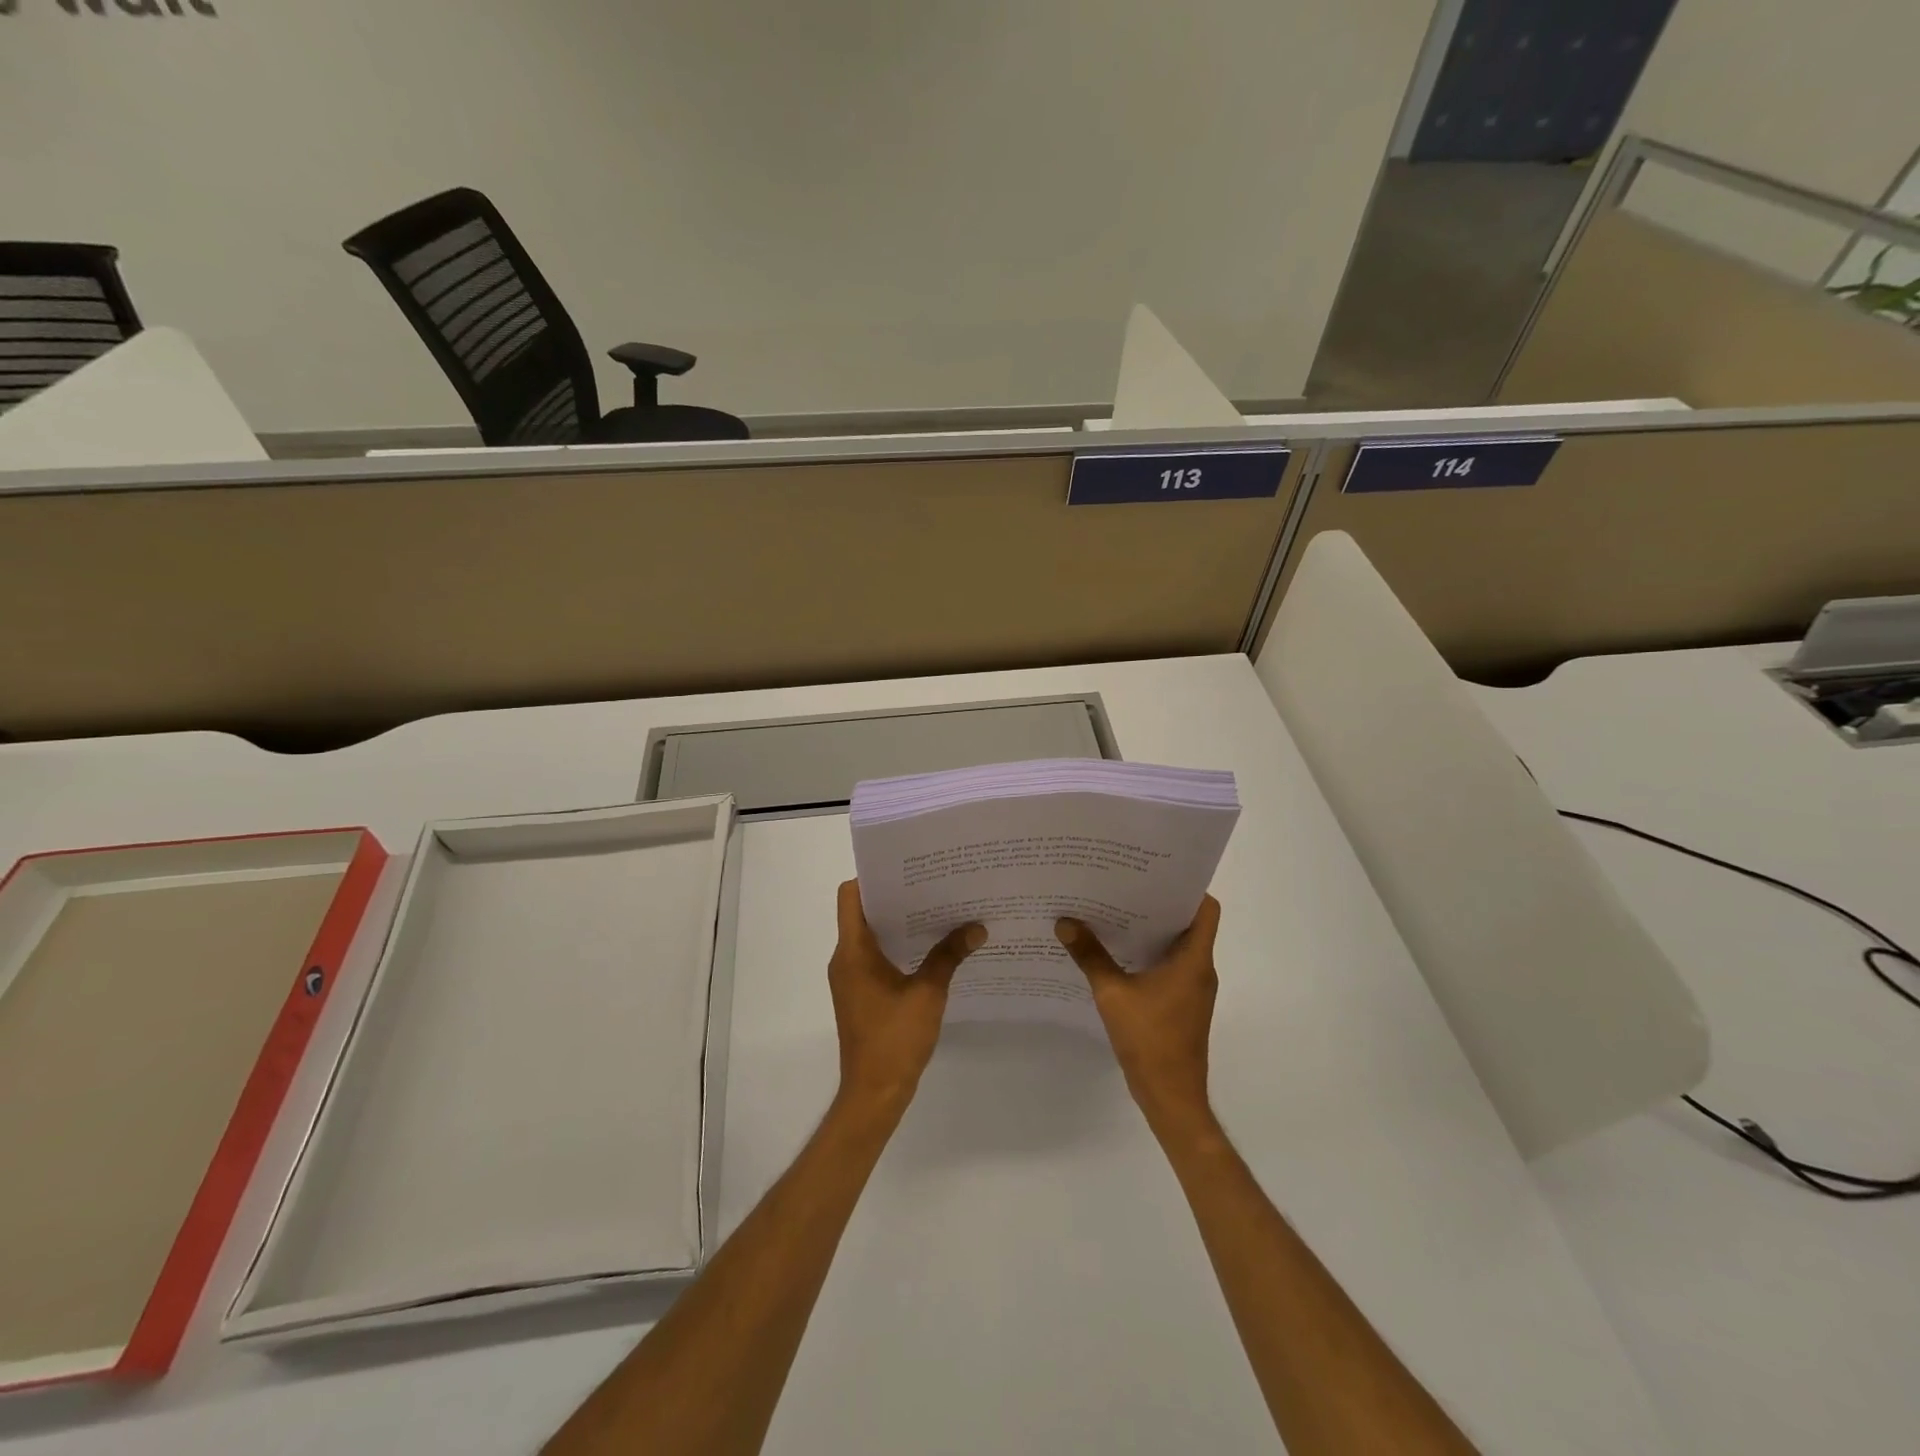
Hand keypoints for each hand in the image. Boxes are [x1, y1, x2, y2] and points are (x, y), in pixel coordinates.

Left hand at [829, 880, 985, 1116]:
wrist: (874, 1094)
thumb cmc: (895, 1039)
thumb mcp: (928, 994)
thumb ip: (949, 956)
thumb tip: (977, 927)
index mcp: (853, 952)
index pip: (850, 896)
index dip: (873, 877)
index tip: (906, 869)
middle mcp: (845, 959)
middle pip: (862, 912)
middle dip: (895, 897)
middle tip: (932, 884)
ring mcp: (851, 978)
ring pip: (870, 935)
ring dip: (898, 923)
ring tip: (936, 910)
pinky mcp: (860, 994)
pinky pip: (875, 957)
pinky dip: (897, 946)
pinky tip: (930, 948)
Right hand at [1056, 896, 1220, 1139]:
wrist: (1171, 1097)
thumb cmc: (1150, 1040)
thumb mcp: (1112, 994)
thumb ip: (1090, 956)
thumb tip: (1065, 922)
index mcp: (1194, 959)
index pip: (1205, 909)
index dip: (1186, 887)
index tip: (1154, 873)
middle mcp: (1199, 969)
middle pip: (1188, 923)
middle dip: (1157, 904)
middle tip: (1122, 885)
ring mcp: (1192, 989)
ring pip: (1176, 946)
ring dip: (1150, 930)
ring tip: (1114, 912)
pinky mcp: (1181, 1005)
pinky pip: (1168, 967)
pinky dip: (1147, 955)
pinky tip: (1115, 952)